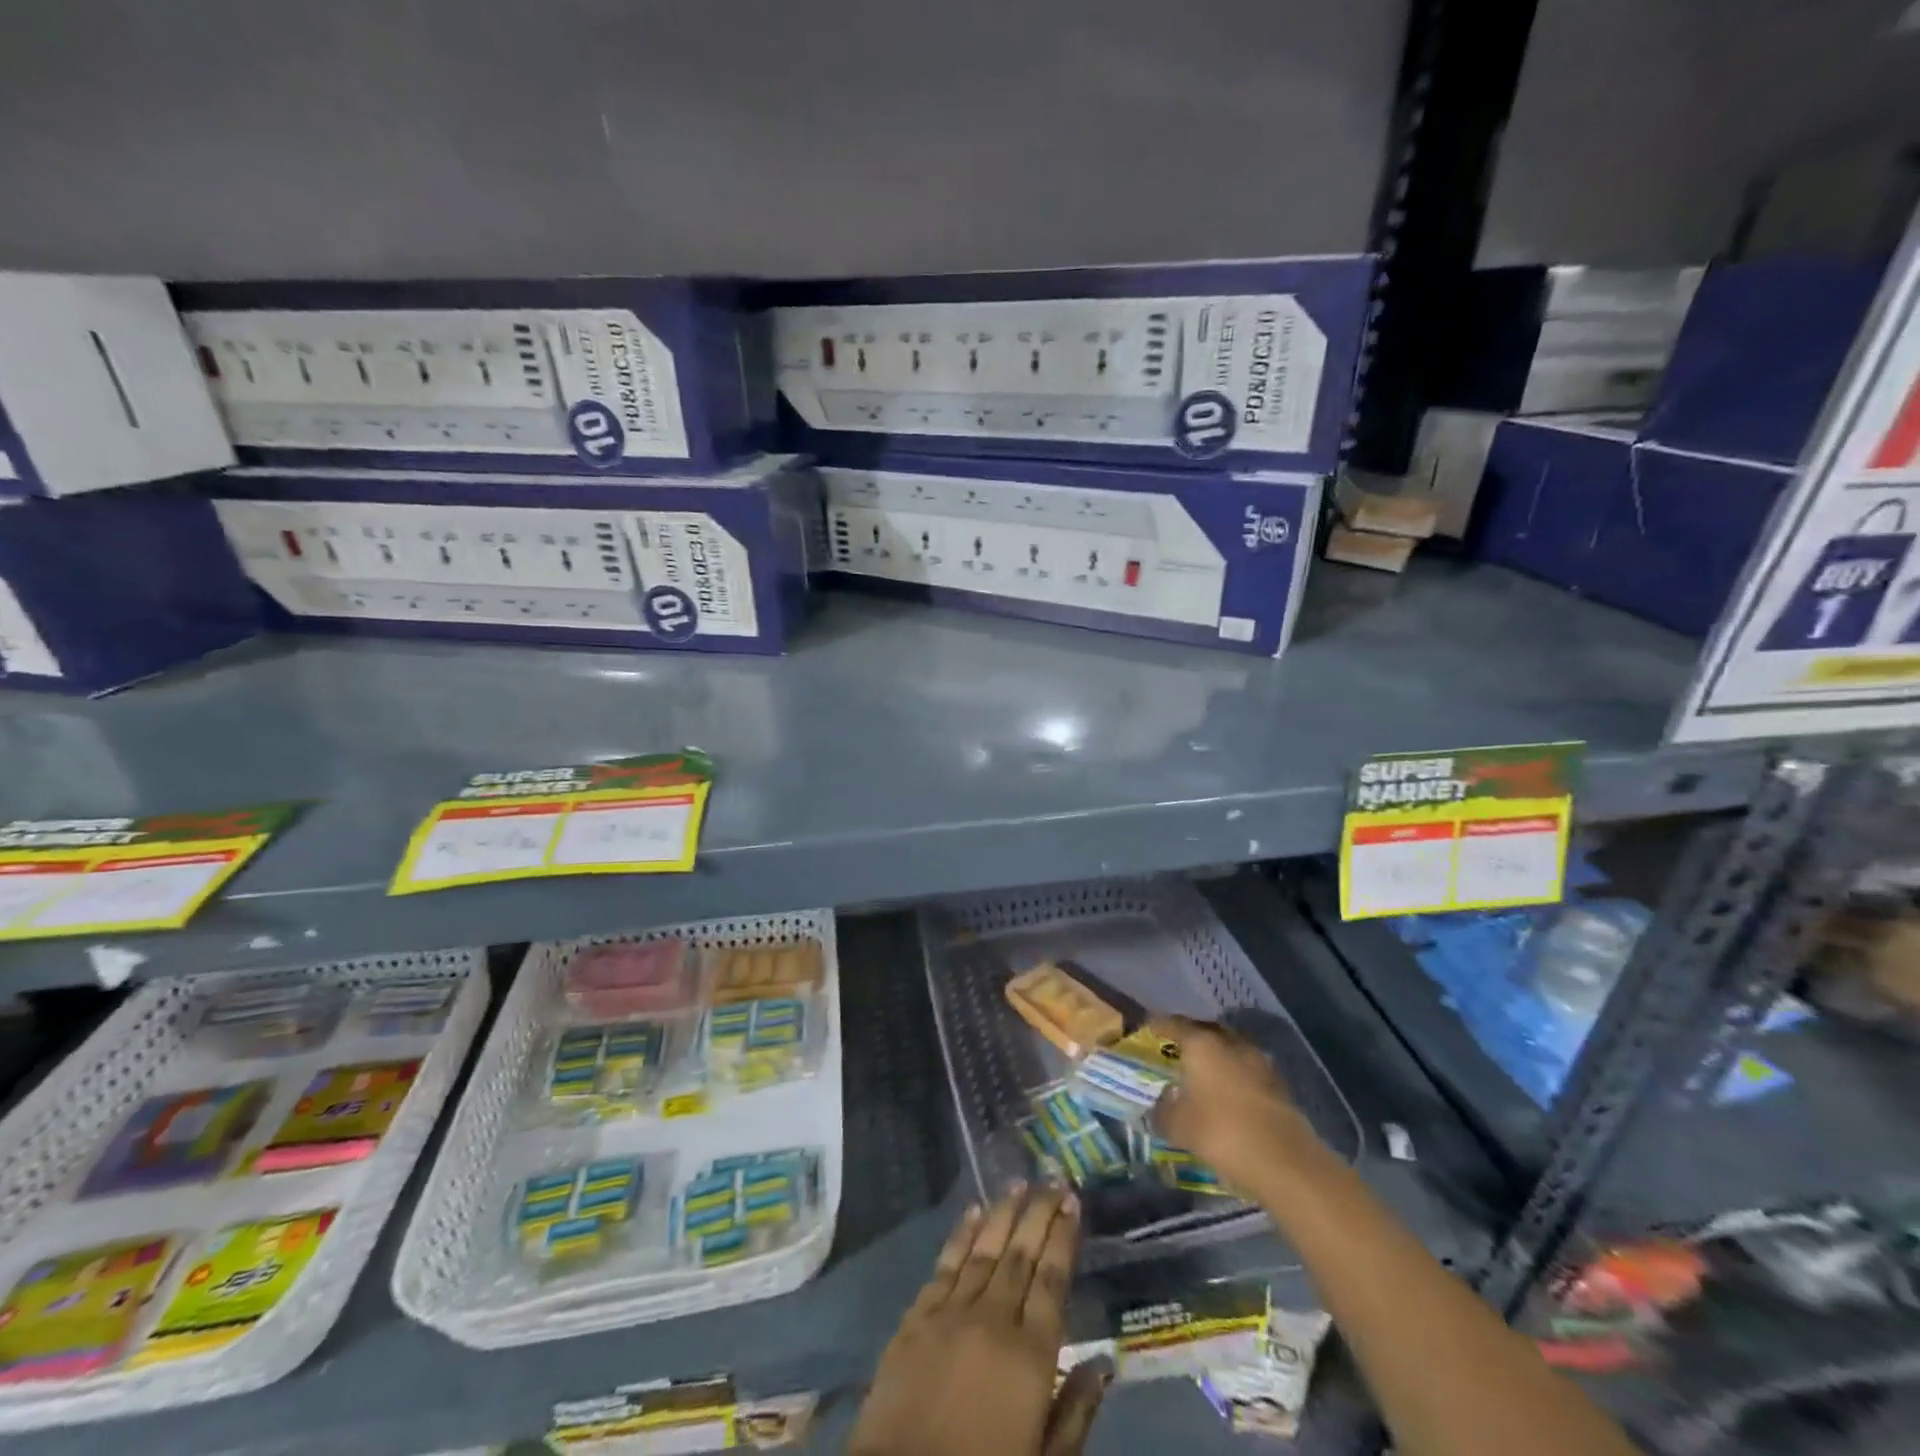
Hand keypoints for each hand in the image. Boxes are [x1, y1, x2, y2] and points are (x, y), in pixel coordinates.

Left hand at [849, 1184, 1108, 1455]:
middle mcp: (992, 1320)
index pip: (1052, 1280)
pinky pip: (944, 1265)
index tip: (1072, 1202)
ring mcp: (950, 1313)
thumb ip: (1074, 1411)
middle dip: (1038, 1213)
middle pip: (1020, 1254)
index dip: (1063, 1237)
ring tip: (1018, 1183)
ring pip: (983, 1250)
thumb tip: (1104, 1362)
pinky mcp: (915, 1318)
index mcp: (1029, 1356)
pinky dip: (960, 1236)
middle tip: (1052, 1178)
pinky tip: (971, 1213)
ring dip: (1002, 1213)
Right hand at [1147, 1015, 1317, 1193]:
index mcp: (1202, 1043)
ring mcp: (1258, 1061)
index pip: (1173, 1023)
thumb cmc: (1222, 1133)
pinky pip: (1245, 1070)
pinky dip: (1232, 1075)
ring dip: (1214, 1057)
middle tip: (1173, 1051)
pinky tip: (1225, 1094)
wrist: (1286, 1162)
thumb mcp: (1179, 1126)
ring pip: (1228, 1049)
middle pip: (1204, 1031)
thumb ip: (1162, 1111)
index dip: (1158, 1026)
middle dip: (1188, 1038)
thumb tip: (1156, 1106)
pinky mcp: (1277, 1084)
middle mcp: (1230, 1042)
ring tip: (1199, 1074)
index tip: (1146, 1031)